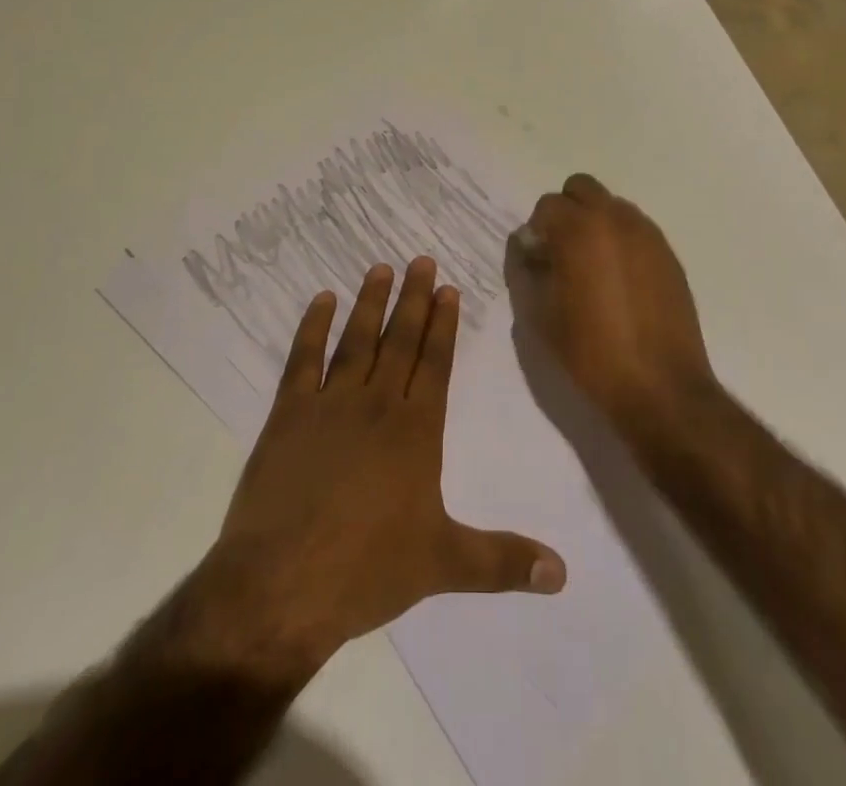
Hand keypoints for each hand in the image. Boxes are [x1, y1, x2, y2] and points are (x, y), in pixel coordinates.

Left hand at [201, 258, 566, 669]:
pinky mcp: (288, 414)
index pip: (435, 364)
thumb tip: (563, 573)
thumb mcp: (444, 565)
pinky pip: (303, 359)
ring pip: (357, 341)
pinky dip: (312, 327)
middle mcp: (377, 405)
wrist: (282, 584)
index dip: (443, 325)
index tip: (447, 288)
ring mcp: (329, 405)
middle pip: (400, 341)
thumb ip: (503, 562)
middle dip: (413, 299)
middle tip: (420, 260)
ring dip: (370, 303)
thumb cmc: (367, 570)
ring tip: (380, 267)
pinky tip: (321, 301)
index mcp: (416, 432)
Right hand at [506, 174, 716, 438]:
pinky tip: (619, 282)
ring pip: (611, 206)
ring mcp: (647, 234)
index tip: (537, 262)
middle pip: (581, 188)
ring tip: (592, 268)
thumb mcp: (540, 316)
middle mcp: (615, 219)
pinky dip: (620, 241)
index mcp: (579, 230)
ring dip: (595, 223)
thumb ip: (525, 271)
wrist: (661, 388)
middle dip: (565, 212)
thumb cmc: (591, 352)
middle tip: (561, 252)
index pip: (546, 206)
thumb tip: (527, 248)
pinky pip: (636, 229)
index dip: (536, 232)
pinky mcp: (668, 255)